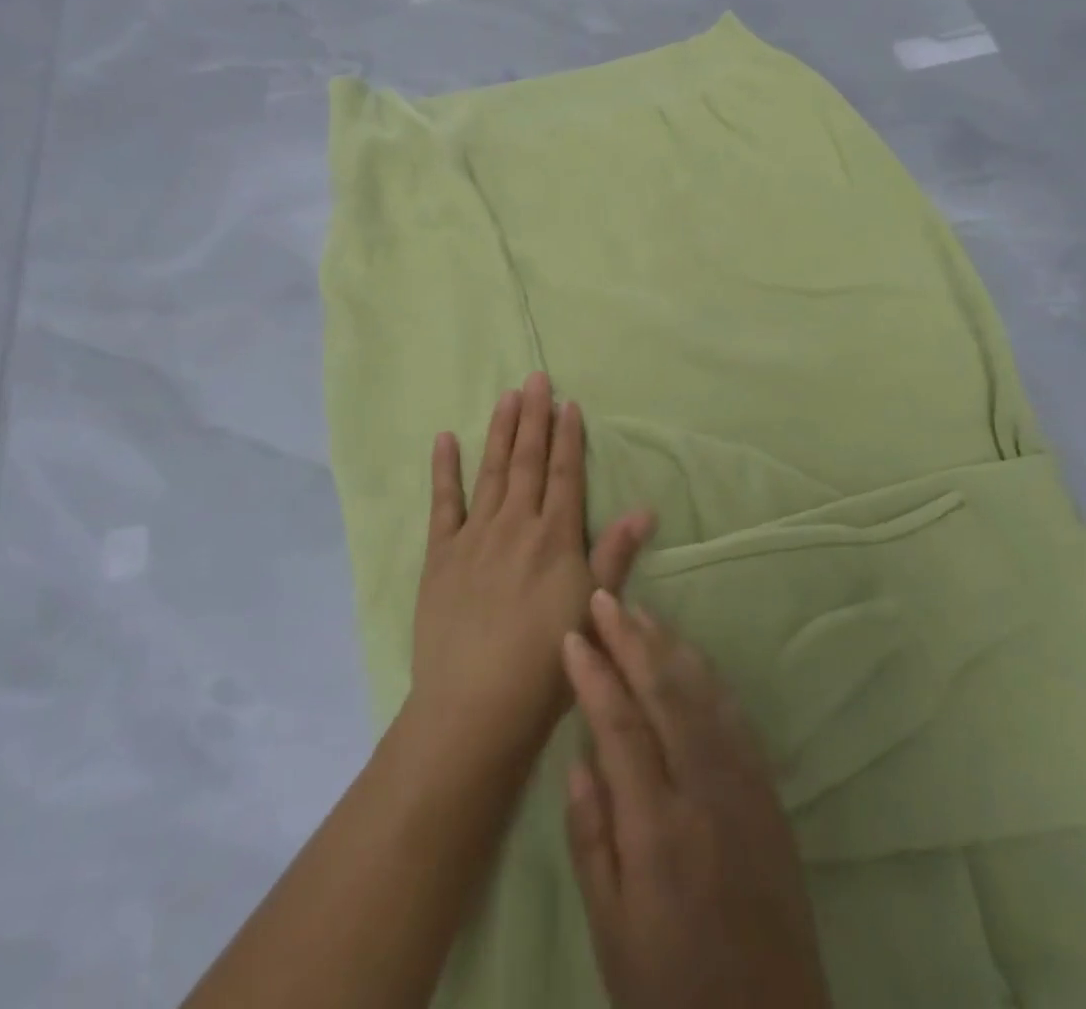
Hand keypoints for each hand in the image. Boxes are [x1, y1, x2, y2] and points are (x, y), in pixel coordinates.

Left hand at [411, 372, 655, 761]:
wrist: (476, 707)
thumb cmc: (545, 664)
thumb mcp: (592, 609)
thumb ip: (614, 555)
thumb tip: (645, 508)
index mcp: (554, 538)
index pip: (564, 474)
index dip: (567, 437)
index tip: (568, 403)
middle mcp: (516, 525)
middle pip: (527, 461)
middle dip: (533, 417)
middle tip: (535, 378)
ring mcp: (474, 536)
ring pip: (491, 471)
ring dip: (499, 432)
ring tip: (505, 396)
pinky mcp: (441, 554)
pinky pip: (443, 503)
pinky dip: (445, 469)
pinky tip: (445, 439)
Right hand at [561, 592, 832, 1008]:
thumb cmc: (671, 990)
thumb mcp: (610, 930)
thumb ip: (591, 836)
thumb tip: (581, 756)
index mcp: (658, 829)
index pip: (620, 726)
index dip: (594, 675)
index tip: (571, 636)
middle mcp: (706, 794)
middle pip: (665, 694)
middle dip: (631, 639)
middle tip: (604, 597)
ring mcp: (746, 790)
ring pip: (704, 695)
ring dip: (669, 647)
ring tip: (640, 613)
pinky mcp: (770, 797)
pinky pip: (736, 719)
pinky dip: (708, 678)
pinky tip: (690, 658)